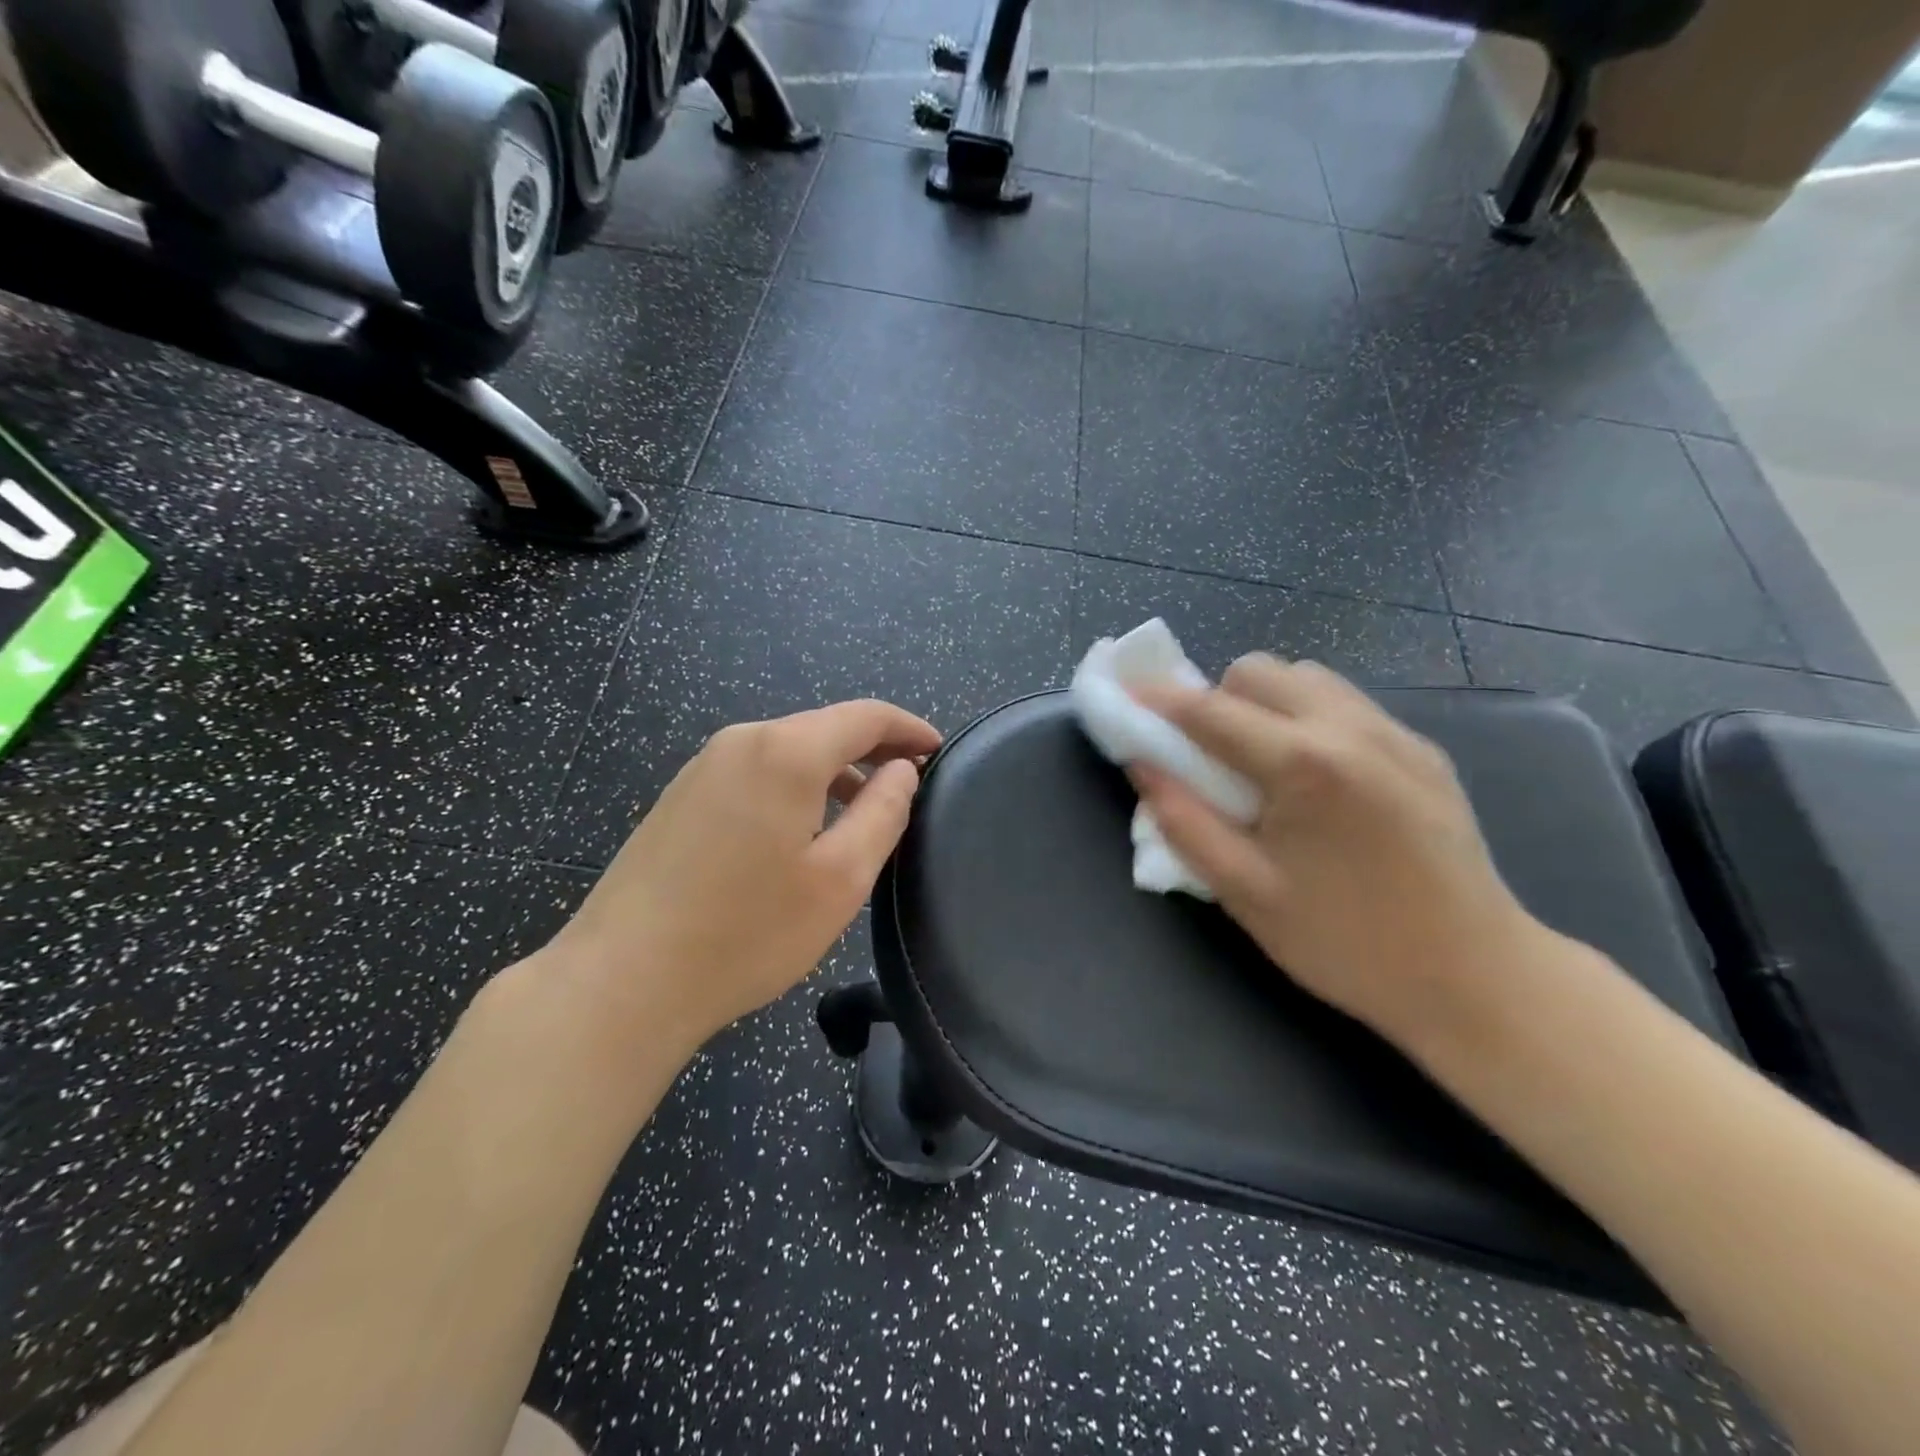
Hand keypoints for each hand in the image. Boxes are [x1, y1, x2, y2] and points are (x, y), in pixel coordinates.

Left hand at [547, 700, 942, 1053]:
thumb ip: (883, 812)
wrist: (622, 980)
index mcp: (786, 752)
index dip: (908, 728)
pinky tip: (801, 832)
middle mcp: (742, 741)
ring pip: (788, 751)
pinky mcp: (681, 796)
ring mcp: (703, 767)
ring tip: (862, 814)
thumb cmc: (747, 932)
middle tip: (909, 786)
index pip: (865, 716)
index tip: (939, 752)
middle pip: (824, 729)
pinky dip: (794, 786)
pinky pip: (756, 773)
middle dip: (872, 750)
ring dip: (833, 772)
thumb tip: (901, 769)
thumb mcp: (840, 878)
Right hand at [1134, 657, 1544, 1046]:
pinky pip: (1345, 703)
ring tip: (1261, 761)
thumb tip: (1141, 765)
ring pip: (1306, 676)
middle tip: (1206, 754)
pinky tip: (1315, 777)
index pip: (1209, 710)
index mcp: (1304, 765)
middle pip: (1258, 670)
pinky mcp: (1422, 749)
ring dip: (1264, 702)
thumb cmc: (1346, 944)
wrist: (1476, 978)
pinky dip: (1308, 716)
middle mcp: (1351, 728)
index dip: (1156, 700)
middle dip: (1216, 699)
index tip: (1123, 695)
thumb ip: (1184, 821)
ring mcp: (1395, 733)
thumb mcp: (1245, 892)